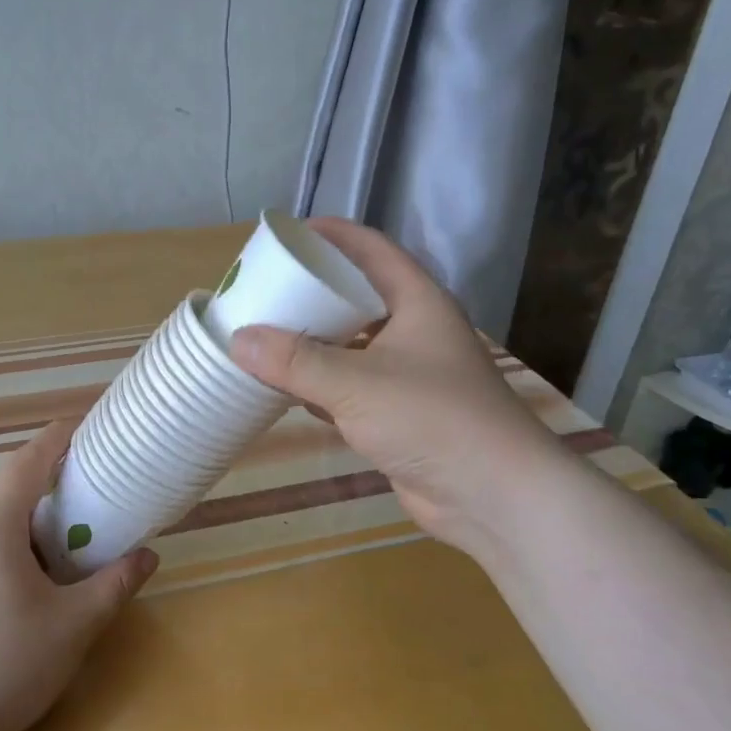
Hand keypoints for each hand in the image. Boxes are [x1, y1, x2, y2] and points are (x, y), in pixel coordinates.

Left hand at [0, 420, 156, 730]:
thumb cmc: (8, 668)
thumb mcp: (75, 625)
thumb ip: (114, 584)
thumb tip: (148, 556)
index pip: (26, 463)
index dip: (56, 439)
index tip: (83, 427)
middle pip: (2, 487)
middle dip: (41, 484)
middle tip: (79, 499)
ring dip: (16, 514)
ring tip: (50, 541)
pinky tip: (14, 576)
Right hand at [228, 218, 555, 550]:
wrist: (492, 497)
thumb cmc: (432, 419)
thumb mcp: (357, 383)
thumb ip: (296, 361)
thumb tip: (238, 339)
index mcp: (416, 302)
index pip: (372, 250)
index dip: (333, 235)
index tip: (288, 233)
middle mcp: (413, 331)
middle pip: (355, 297)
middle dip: (311, 292)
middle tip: (263, 288)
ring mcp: (405, 375)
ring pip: (348, 346)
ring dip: (309, 342)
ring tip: (261, 333)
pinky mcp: (396, 415)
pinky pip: (346, 388)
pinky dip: (315, 385)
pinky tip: (280, 387)